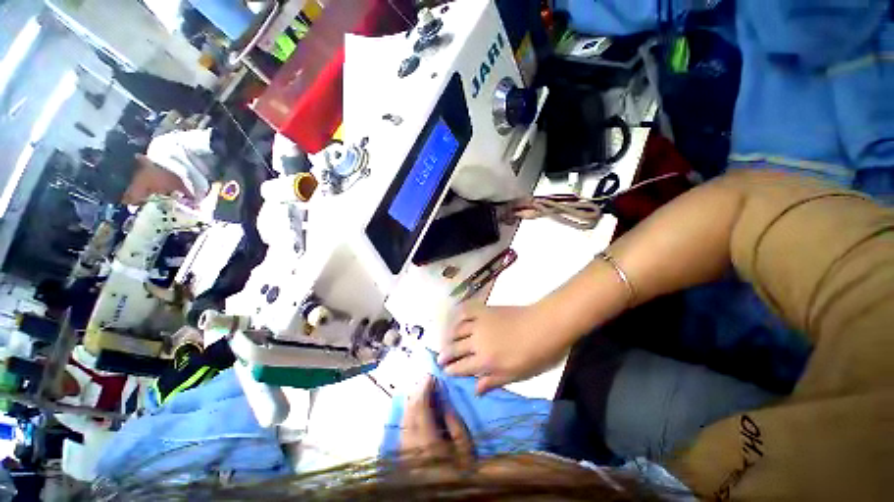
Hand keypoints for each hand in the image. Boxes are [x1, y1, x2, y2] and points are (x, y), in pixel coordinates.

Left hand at [400, 377, 472, 477]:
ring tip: (420, 388)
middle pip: (410, 412)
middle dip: (417, 392)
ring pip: (404, 419)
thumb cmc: (461, 472)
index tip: (430, 376)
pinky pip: (403, 428)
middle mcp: (412, 445)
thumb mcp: (464, 447)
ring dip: (411, 401)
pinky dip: (408, 412)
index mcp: (428, 443)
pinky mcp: (404, 454)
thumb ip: (454, 422)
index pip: (421, 409)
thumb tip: (443, 401)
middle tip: (425, 378)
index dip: (424, 390)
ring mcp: (406, 450)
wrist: (448, 494)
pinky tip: (414, 406)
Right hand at [439, 303, 571, 394]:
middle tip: (439, 358)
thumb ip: (493, 381)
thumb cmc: (533, 355)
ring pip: (457, 330)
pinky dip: (458, 315)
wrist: (543, 326)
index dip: (452, 370)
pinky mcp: (484, 310)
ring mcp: (479, 324)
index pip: (462, 367)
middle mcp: (477, 342)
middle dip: (445, 355)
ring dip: (449, 337)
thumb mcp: (515, 375)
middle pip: (455, 349)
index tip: (444, 371)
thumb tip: (475, 390)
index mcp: (485, 361)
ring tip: (446, 341)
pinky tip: (455, 318)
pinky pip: (466, 311)